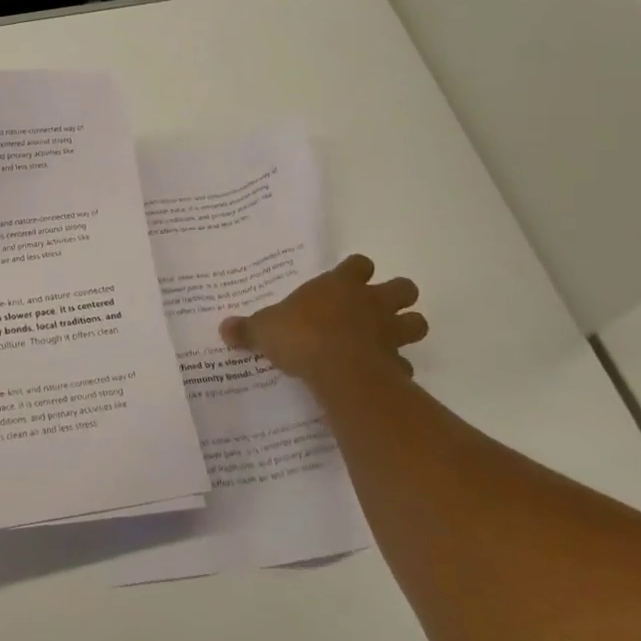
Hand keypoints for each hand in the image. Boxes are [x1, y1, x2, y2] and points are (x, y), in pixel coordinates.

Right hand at [220, 254, 427, 396]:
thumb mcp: (265, 329)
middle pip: (403, 287)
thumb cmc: (301, 335)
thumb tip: (223, 328)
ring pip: (417, 322)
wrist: (338, 370)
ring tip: (388, 340)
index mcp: (340, 284)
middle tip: (377, 309)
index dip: (356, 271)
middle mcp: (371, 302)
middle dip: (396, 296)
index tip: (348, 280)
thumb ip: (248, 329)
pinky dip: (397, 369)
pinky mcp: (398, 365)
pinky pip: (405, 364)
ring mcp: (390, 333)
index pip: (360, 264)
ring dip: (407, 329)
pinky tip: (381, 376)